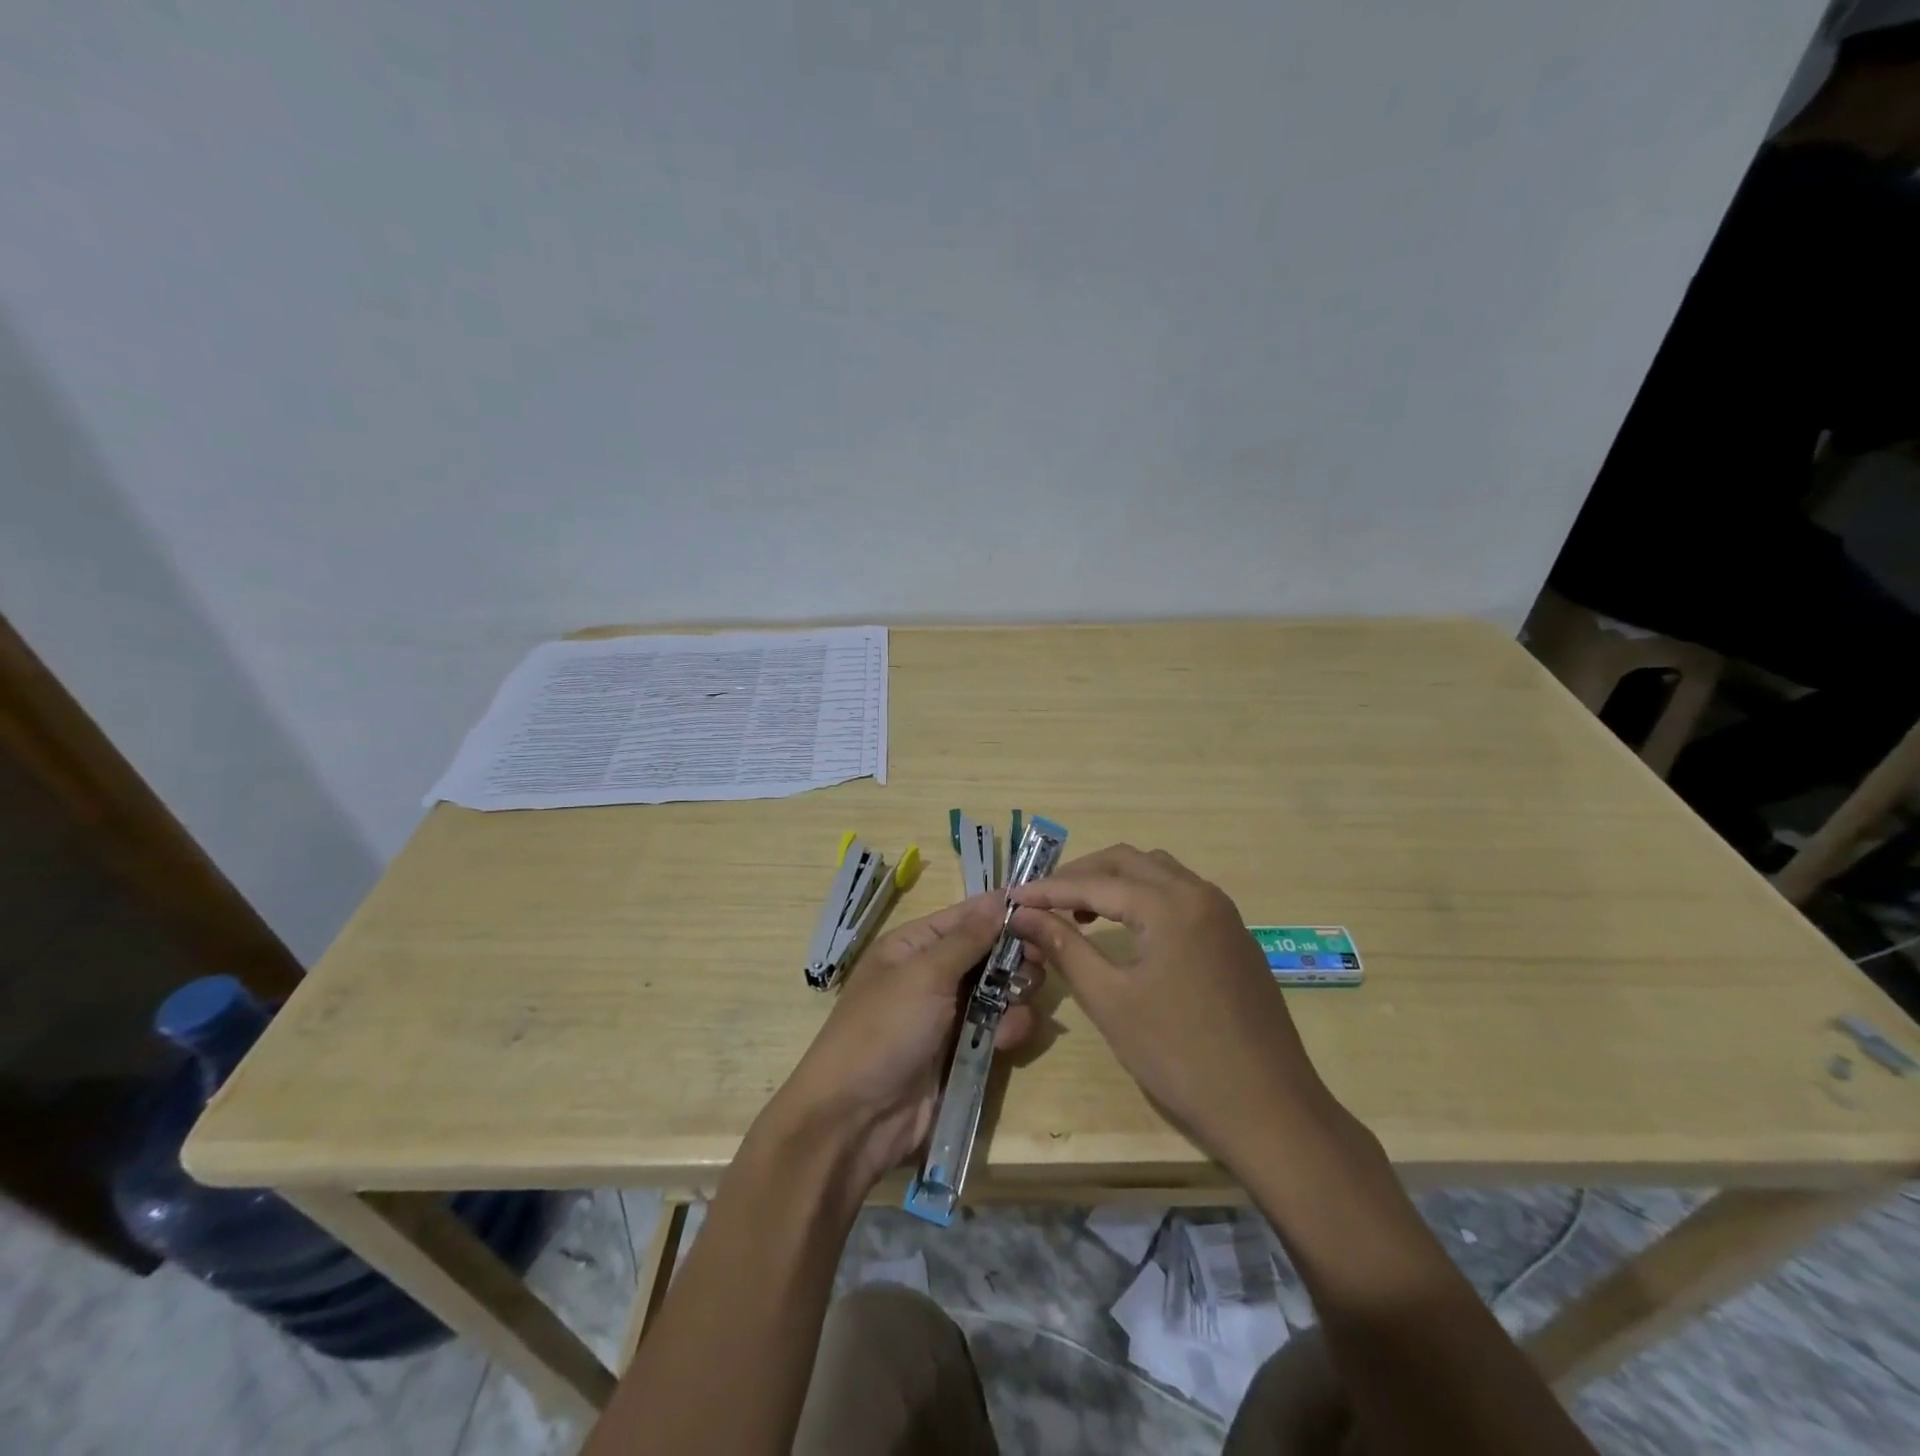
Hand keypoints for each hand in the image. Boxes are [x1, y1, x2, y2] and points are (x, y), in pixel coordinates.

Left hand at [767, 893, 1044, 1192]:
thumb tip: (997, 898)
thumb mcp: (924, 975)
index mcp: (912, 947)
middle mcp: (931, 975)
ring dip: (1014, 996)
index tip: (1041, 910)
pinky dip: (1008, 1029)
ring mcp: (947, 1016)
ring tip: (1018, 1005)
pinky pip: (996, 1028)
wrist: (856, 1119)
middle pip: (986, 954)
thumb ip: (967, 939)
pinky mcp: (962, 1053)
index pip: (964, 917)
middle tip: (1036, 965)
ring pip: (998, 992)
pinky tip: (1008, 1039)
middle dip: (1013, 958)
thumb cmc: (884, 1030)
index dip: (999, 912)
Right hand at [1008, 845, 1336, 1171]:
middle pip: (1129, 861)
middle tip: (1043, 900)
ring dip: (1116, 881)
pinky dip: (1145, 897)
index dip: (1048, 889)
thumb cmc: (1180, 1056)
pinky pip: (1181, 895)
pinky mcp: (1235, 937)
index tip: (1010, 898)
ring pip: (1159, 872)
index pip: (1095, 882)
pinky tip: (1129, 928)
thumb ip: (1065, 947)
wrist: (1270, 1110)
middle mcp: (1200, 894)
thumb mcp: (1111, 1000)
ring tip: (1081, 911)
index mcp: (1170, 904)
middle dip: (1081, 874)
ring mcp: (1224, 914)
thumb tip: (1023, 915)